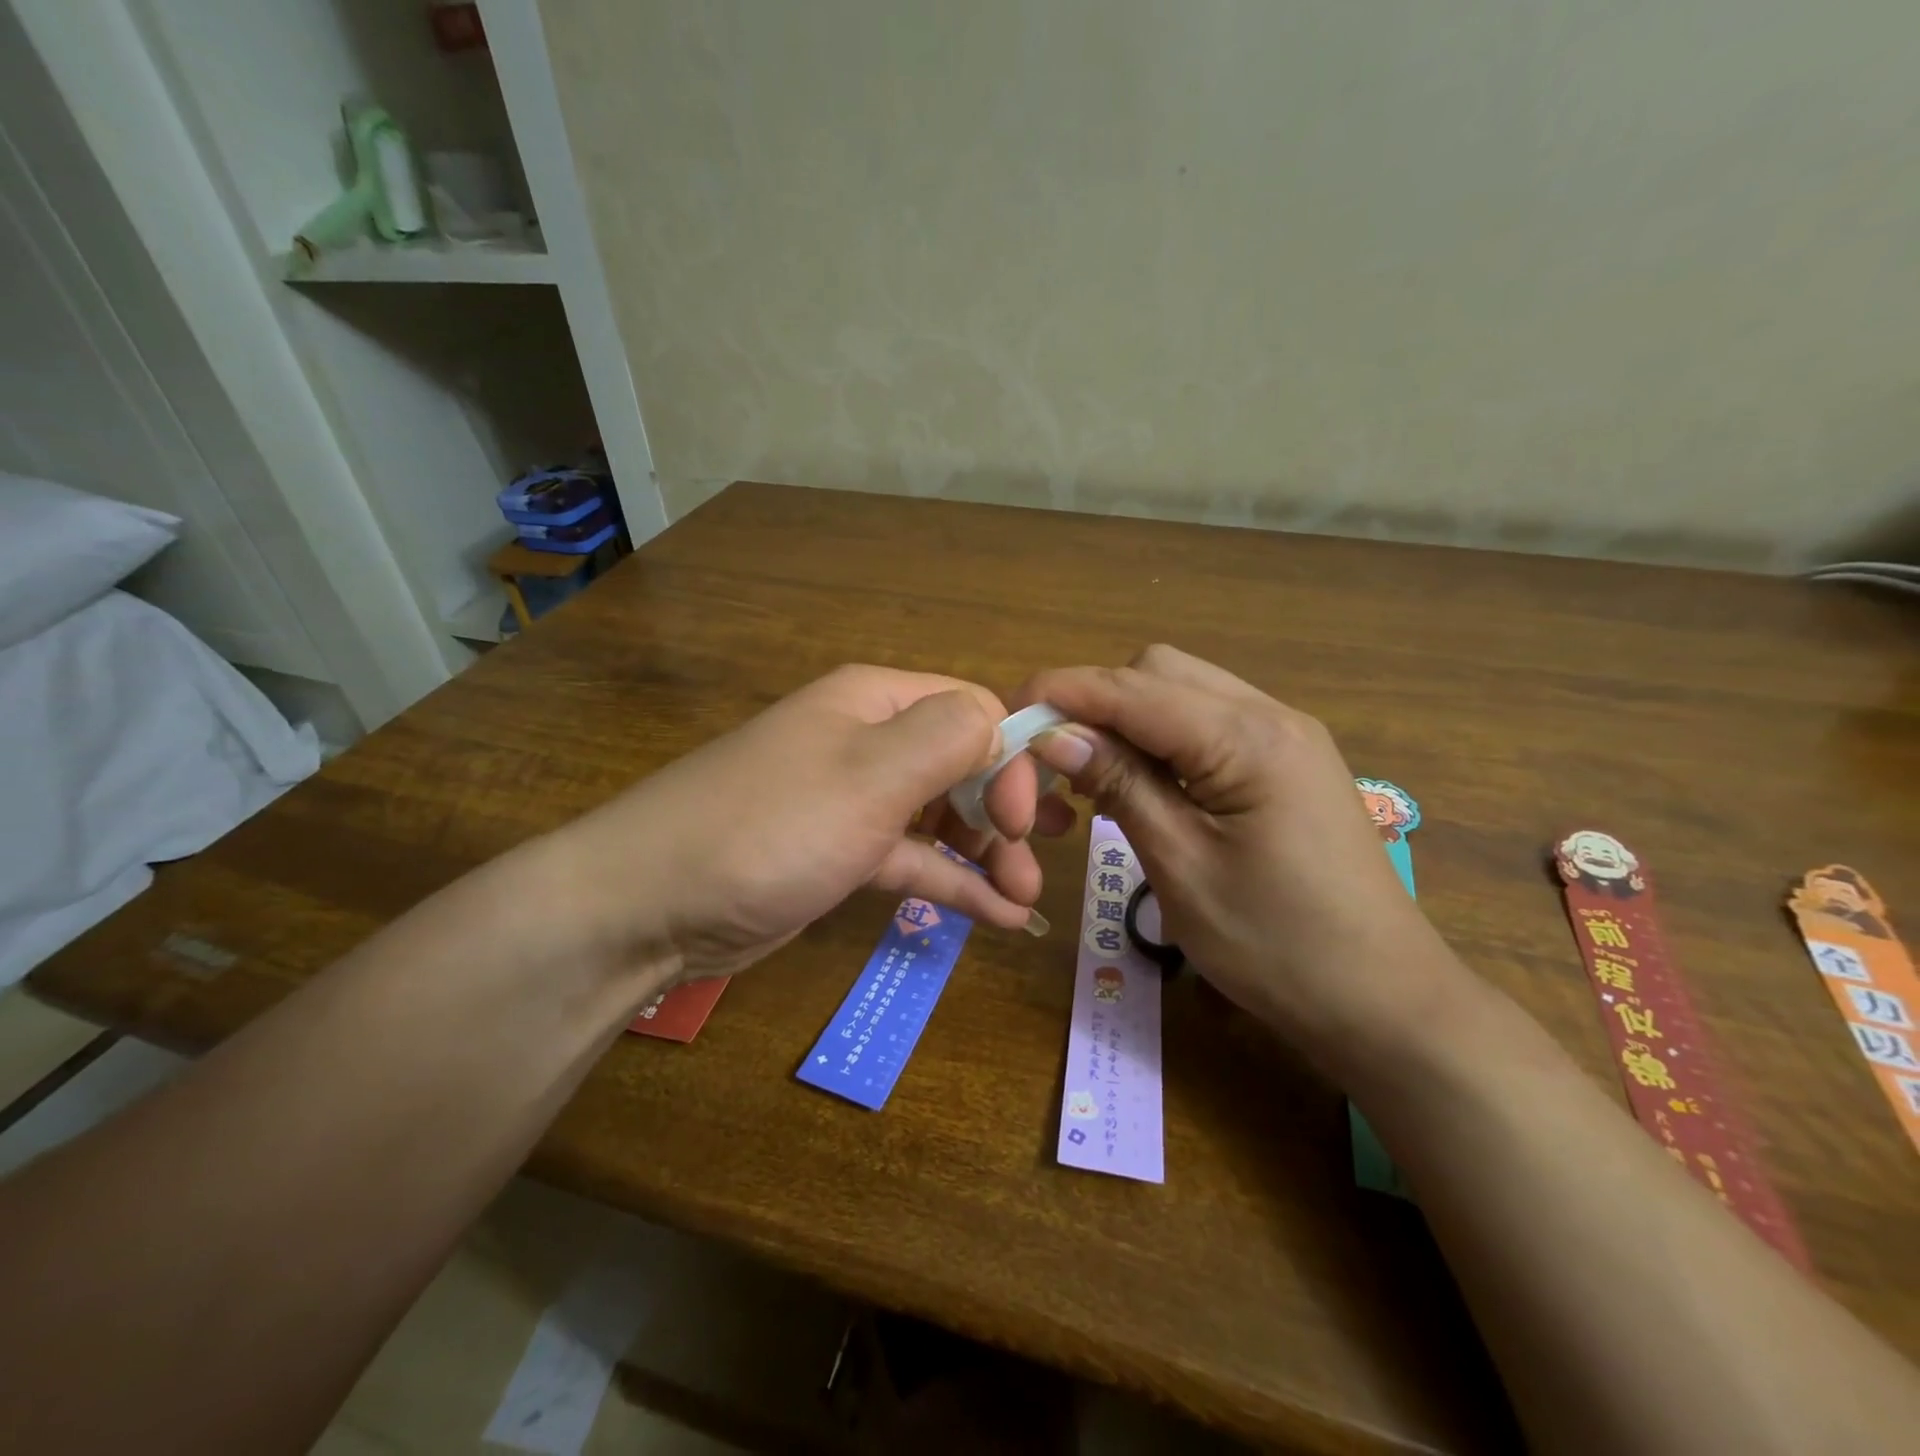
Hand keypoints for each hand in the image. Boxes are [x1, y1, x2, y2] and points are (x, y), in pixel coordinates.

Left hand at [540, 665, 1069, 986]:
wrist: (650, 904)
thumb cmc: (772, 827)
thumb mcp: (870, 774)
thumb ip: (950, 736)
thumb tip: (1003, 727)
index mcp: (876, 702)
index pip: (974, 712)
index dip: (1010, 760)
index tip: (1024, 821)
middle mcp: (868, 742)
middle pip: (962, 763)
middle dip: (1006, 811)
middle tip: (1036, 861)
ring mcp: (854, 802)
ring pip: (941, 816)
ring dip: (987, 854)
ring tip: (1024, 900)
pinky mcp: (841, 855)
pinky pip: (911, 859)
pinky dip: (953, 883)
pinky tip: (998, 917)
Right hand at [1021, 645, 1473, 1061]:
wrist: (1382, 1000)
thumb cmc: (1277, 946)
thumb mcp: (1181, 866)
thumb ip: (1120, 786)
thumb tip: (1054, 734)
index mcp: (1249, 738)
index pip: (1133, 689)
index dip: (1064, 693)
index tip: (1008, 713)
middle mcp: (1271, 715)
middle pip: (1159, 671)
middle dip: (1096, 700)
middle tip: (1052, 757)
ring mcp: (1285, 735)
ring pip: (1182, 691)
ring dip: (1126, 718)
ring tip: (1089, 773)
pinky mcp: (1286, 761)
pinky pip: (1206, 723)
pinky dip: (1160, 738)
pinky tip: (1140, 782)